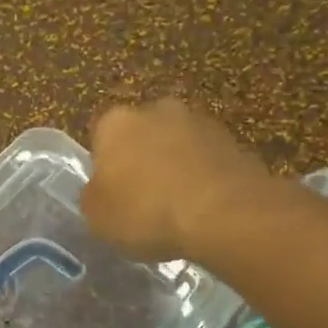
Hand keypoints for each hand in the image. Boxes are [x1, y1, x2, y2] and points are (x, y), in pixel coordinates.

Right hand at [82, 98, 271, 260]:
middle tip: (143, 198)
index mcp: (116, 122)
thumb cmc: (147, 213)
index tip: (111, 194)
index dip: (104, 167)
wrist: (224, 214)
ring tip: (177, 206)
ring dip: (175, 166)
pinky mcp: (233, 140)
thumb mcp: (98, 218)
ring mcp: (199, 121)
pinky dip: (203, 176)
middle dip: (141, 159)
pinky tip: (204, 207)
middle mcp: (156, 109)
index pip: (100, 137)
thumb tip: (101, 190)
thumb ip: (94, 197)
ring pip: (177, 144)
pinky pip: (207, 160)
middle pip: (141, 134)